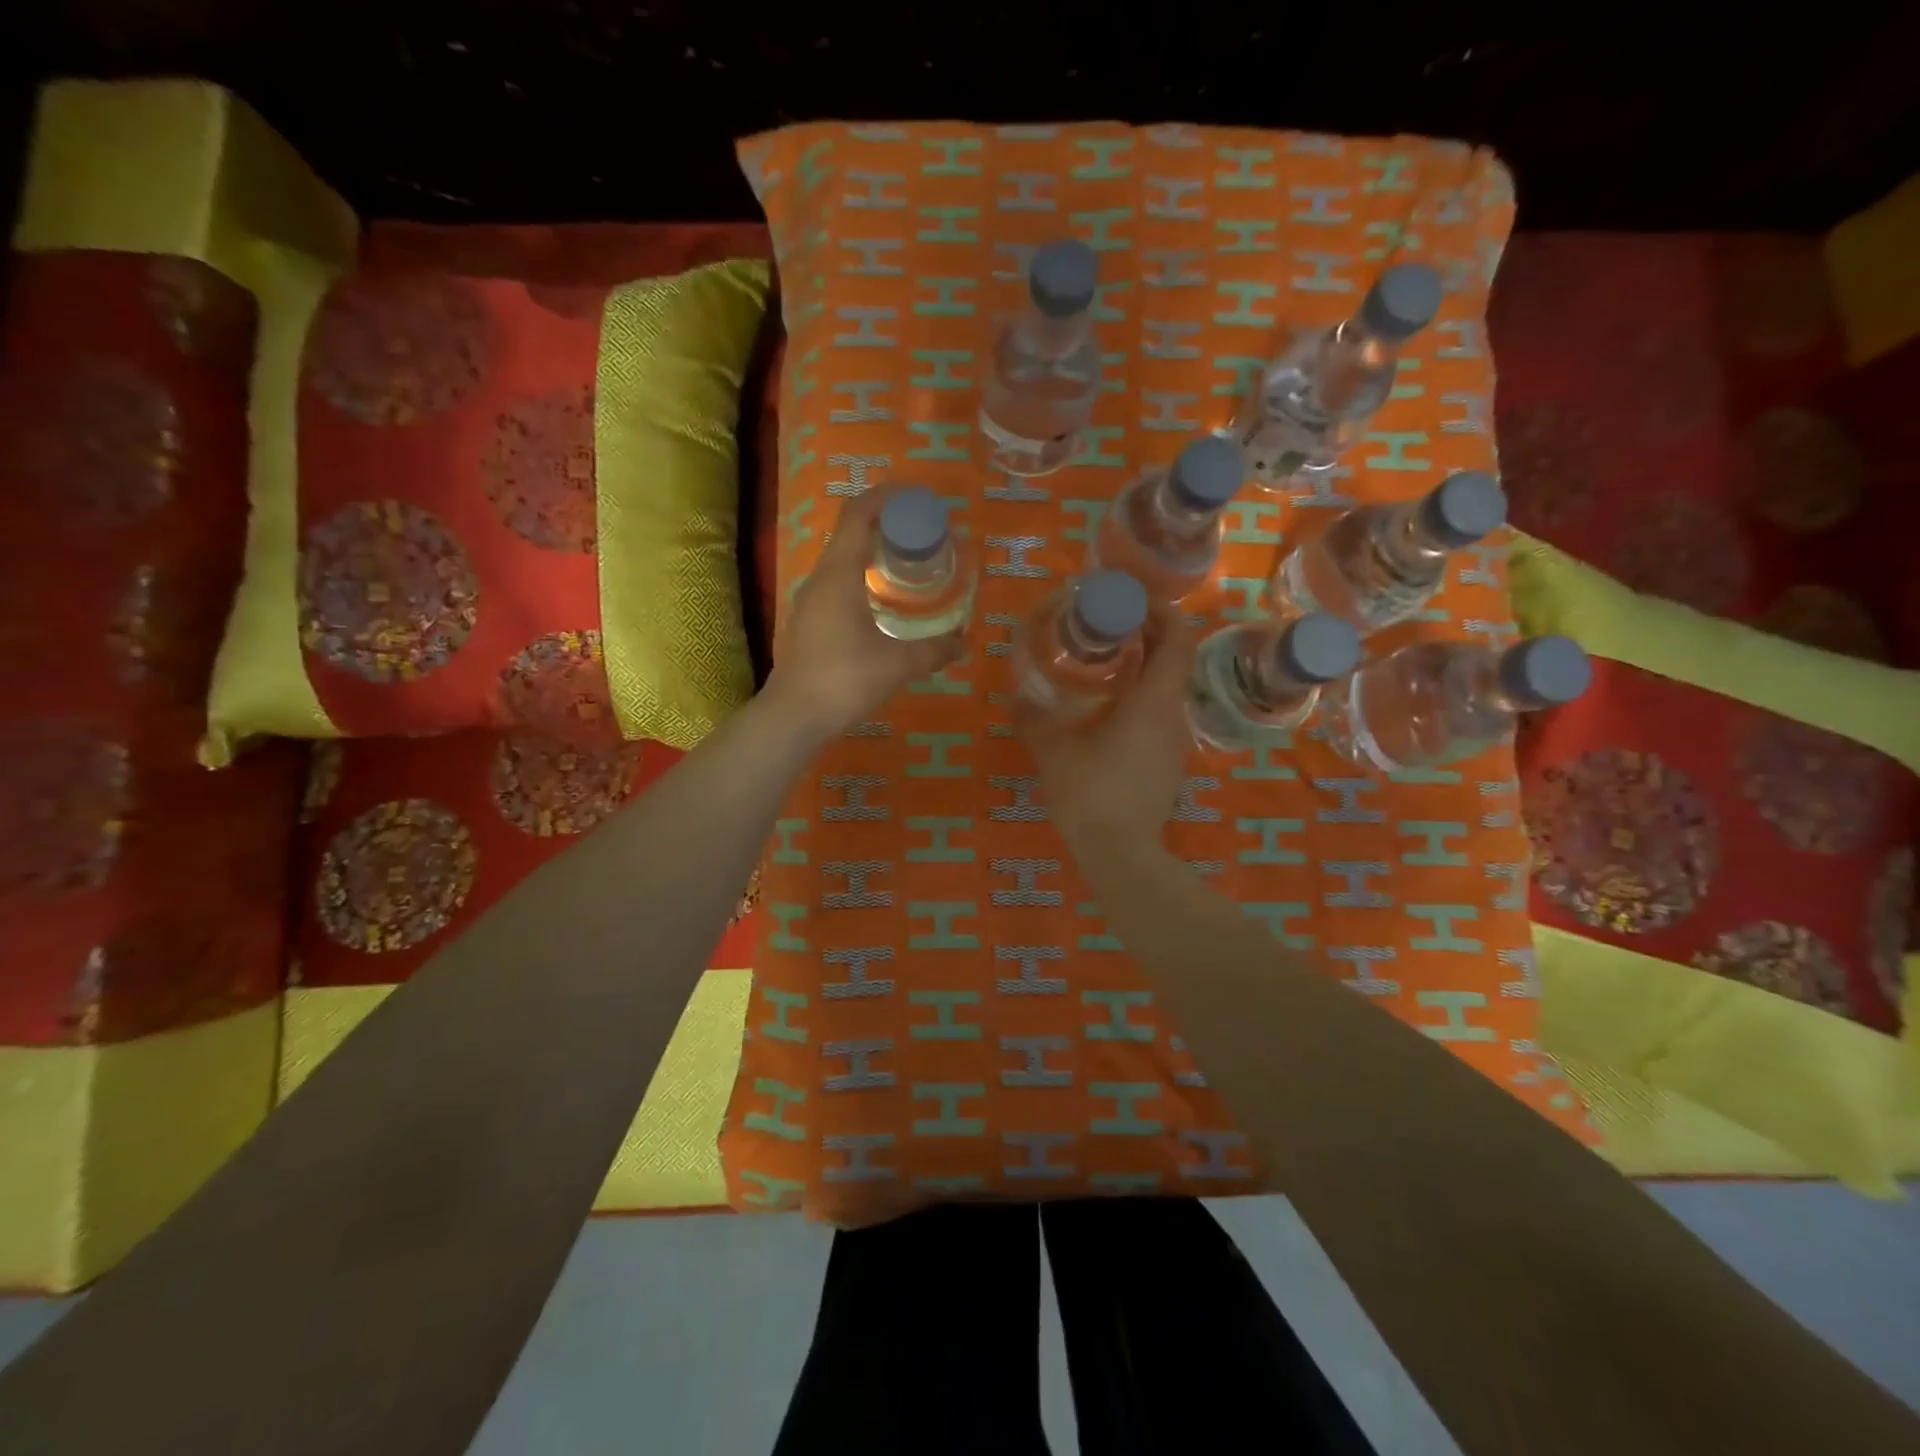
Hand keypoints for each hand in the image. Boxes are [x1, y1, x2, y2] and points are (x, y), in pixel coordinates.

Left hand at [765, 485, 962, 740]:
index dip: (885, 497)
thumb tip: (965, 643)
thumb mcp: (897, 665)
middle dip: (886, 523)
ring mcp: (811, 600)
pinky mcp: (810, 620)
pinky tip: (884, 599)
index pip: (858, 515)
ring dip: (873, 551)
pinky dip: (863, 576)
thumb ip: (934, 651)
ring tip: (908, 561)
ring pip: (842, 559)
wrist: (794, 716)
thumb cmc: (844, 680)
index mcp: (838, 574)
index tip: (916, 497)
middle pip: (850, 532)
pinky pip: (838, 582)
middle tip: (922, 532)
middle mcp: (820, 578)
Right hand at [1016, 602, 1195, 849]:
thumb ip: (1033, 718)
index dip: (1162, 611)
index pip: (1178, 638)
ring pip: (1165, 690)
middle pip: (1172, 660)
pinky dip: (1139, 699)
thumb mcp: (1052, 751)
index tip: (1132, 599)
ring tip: (1102, 664)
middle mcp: (1173, 715)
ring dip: (1142, 669)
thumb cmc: (1091, 793)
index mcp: (1154, 701)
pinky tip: (1106, 712)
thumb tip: (1016, 696)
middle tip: (1107, 625)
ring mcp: (1174, 743)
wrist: (1121, 855)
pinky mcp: (1166, 765)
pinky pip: (1158, 716)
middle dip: (1145, 636)